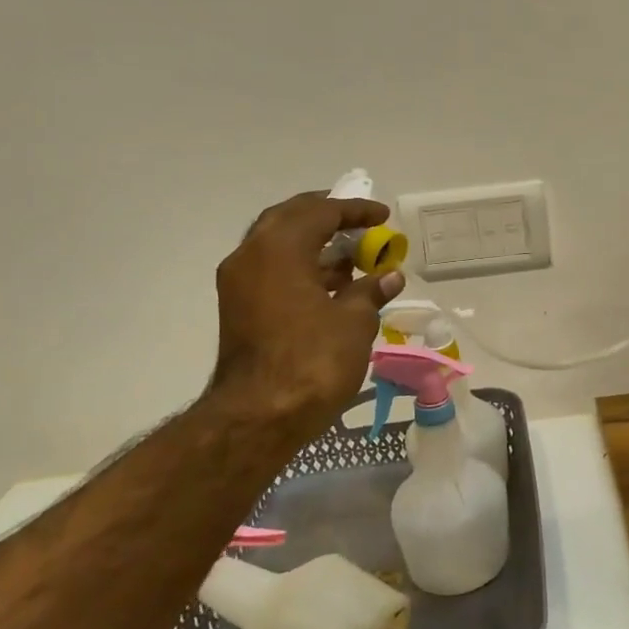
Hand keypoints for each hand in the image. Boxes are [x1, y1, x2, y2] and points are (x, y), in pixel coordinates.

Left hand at [206, 192, 405, 439]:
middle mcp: (251, 256)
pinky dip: (301, 267)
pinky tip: (332, 285)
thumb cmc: (312, 361)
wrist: (258, 418)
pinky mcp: (239, 308)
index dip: (355, 210)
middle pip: (290, 218)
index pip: (320, 212)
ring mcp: (239, 283)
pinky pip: (272, 270)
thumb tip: (390, 275)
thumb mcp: (354, 322)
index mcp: (279, 249)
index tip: (383, 215)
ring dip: (314, 244)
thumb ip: (371, 290)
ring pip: (278, 245)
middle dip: (326, 216)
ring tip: (352, 256)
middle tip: (358, 222)